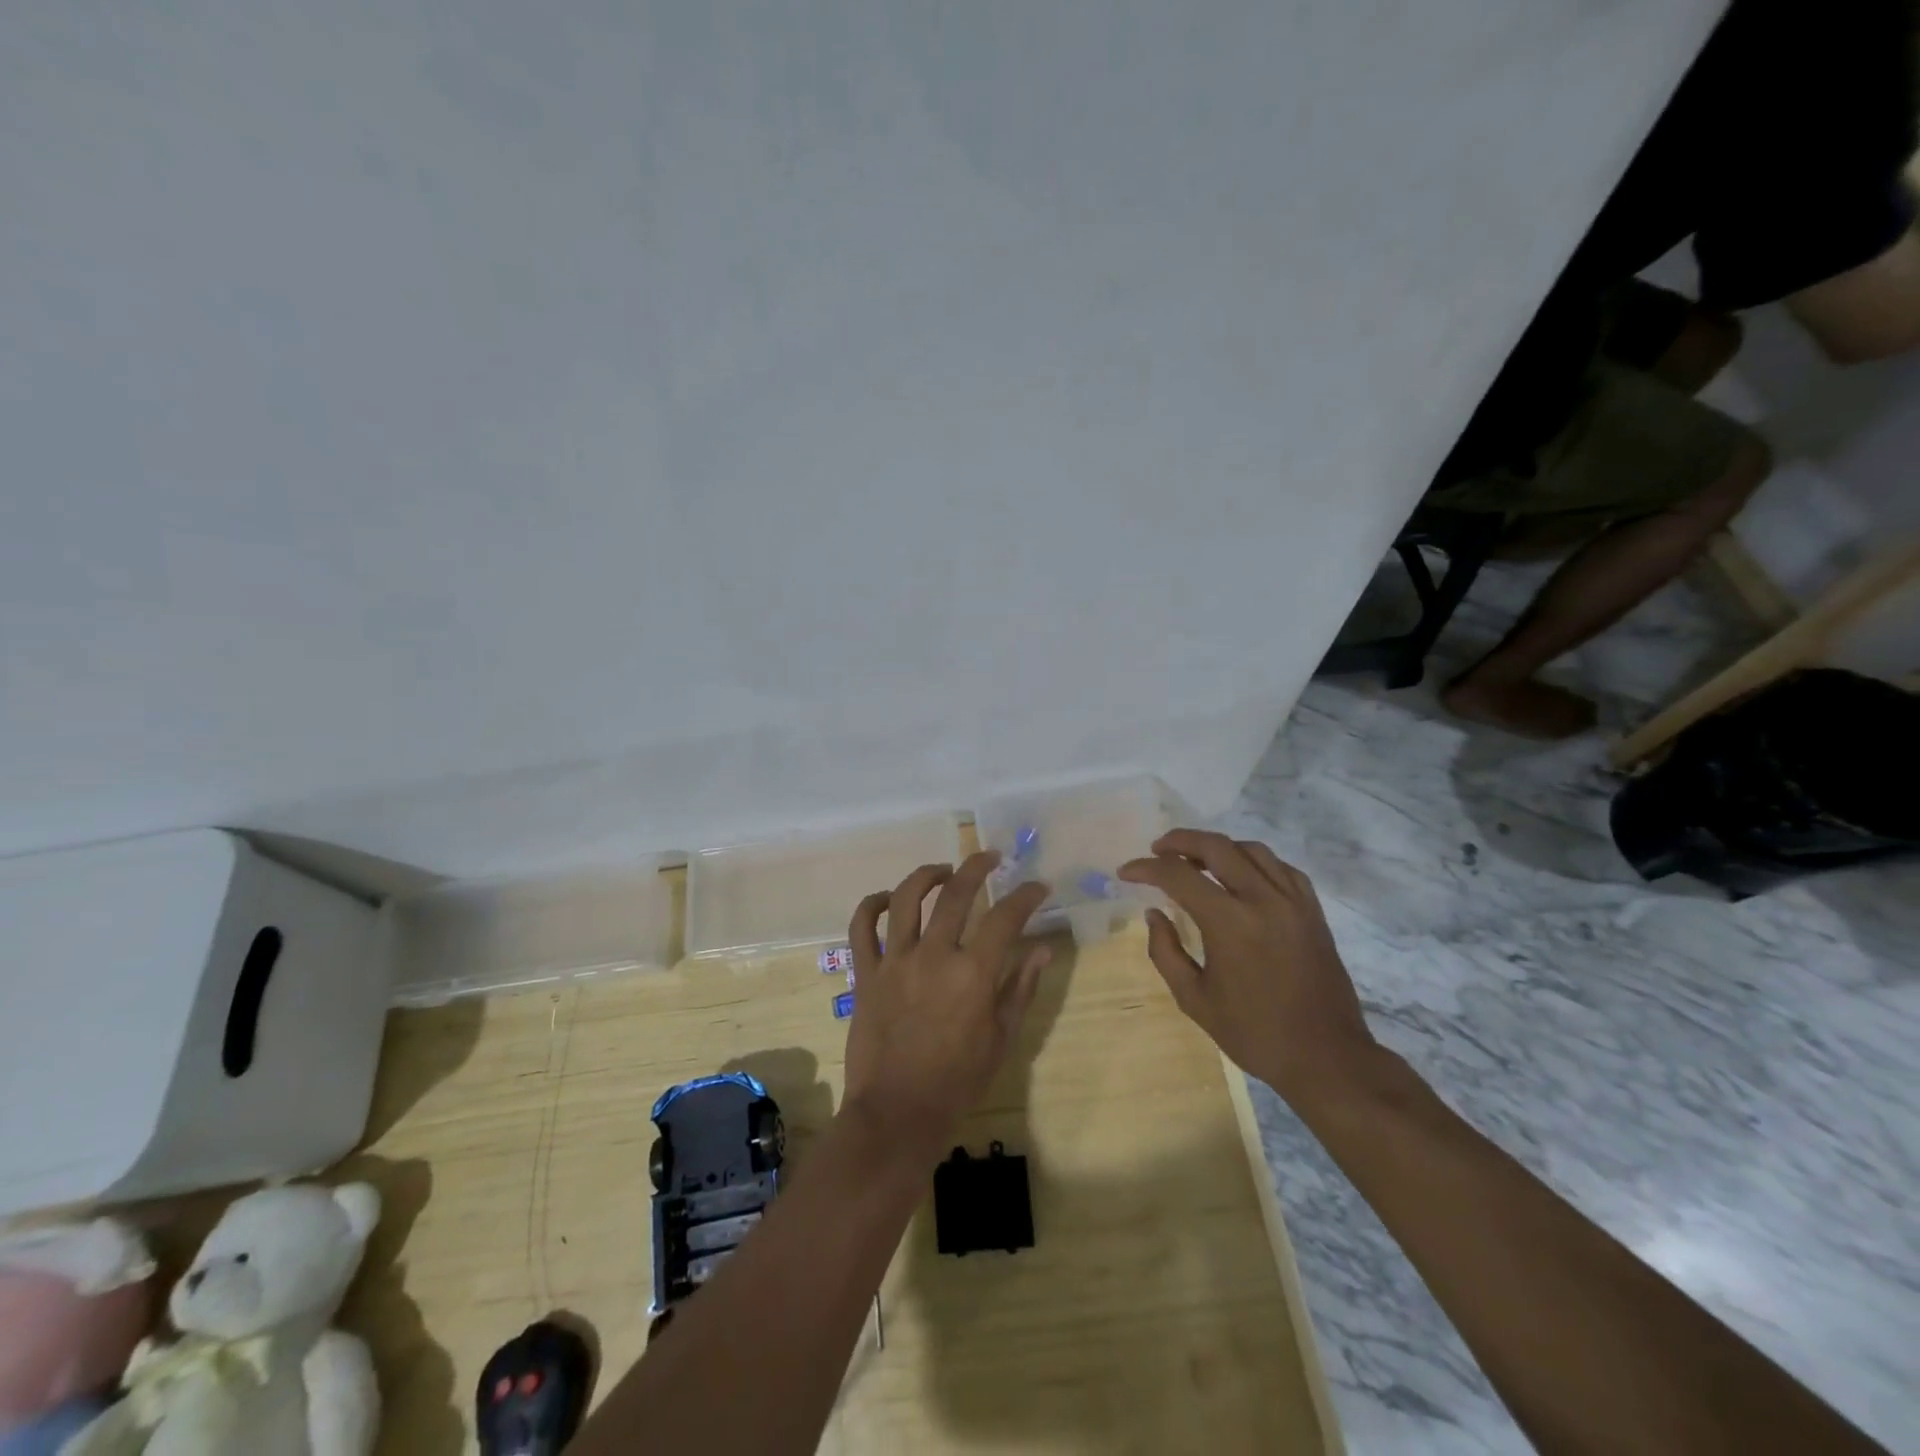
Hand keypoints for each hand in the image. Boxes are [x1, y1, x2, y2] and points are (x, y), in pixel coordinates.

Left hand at [841, 852, 1051, 1153]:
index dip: (1026, 895)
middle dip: (978, 867)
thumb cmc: (958, 1082)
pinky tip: (887, 900)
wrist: (897, 1113)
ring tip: (944, 870)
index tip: (1038, 886)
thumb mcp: (1001, 1039)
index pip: (1006, 917)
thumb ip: (1021, 988)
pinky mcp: (865, 973)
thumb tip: (1042, 949)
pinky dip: (872, 905)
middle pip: (956, 894)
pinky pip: (862, 926)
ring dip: (927, 875)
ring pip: (906, 898)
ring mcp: (894, 961)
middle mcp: (933, 955)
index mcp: (973, 974)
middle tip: (991, 858)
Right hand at [1118, 830, 1377, 1104]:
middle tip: (1158, 849)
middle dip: (1179, 841)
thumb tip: (1154, 913)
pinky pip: (1281, 867)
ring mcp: (1293, 902)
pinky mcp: (1313, 910)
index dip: (1146, 868)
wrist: (1326, 1057)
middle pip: (1216, 846)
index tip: (1126, 872)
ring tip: (1196, 860)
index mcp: (1229, 923)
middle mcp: (1262, 900)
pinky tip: (1241, 874)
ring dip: (1217, 847)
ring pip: (1250, 849)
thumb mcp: (1194, 999)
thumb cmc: (1254, 1033)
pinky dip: (1254, 861)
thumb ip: (1165, 951)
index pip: (1178, 876)